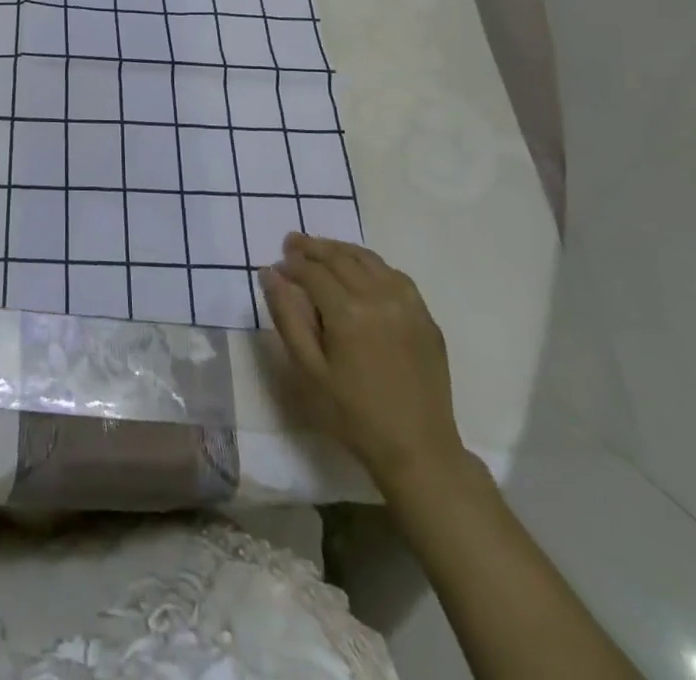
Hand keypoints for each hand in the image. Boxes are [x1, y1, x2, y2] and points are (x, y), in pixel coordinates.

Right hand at [260, 234, 465, 489]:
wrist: (419, 452)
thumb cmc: (353, 414)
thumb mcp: (308, 370)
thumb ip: (286, 316)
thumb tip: (269, 273)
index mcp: (348, 312)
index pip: (312, 271)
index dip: (291, 264)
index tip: (276, 266)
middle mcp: (379, 297)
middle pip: (340, 257)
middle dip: (312, 247)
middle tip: (291, 243)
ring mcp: (408, 306)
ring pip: (369, 260)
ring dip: (341, 250)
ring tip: (321, 250)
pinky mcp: (426, 318)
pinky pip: (395, 276)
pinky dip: (372, 265)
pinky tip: (360, 272)